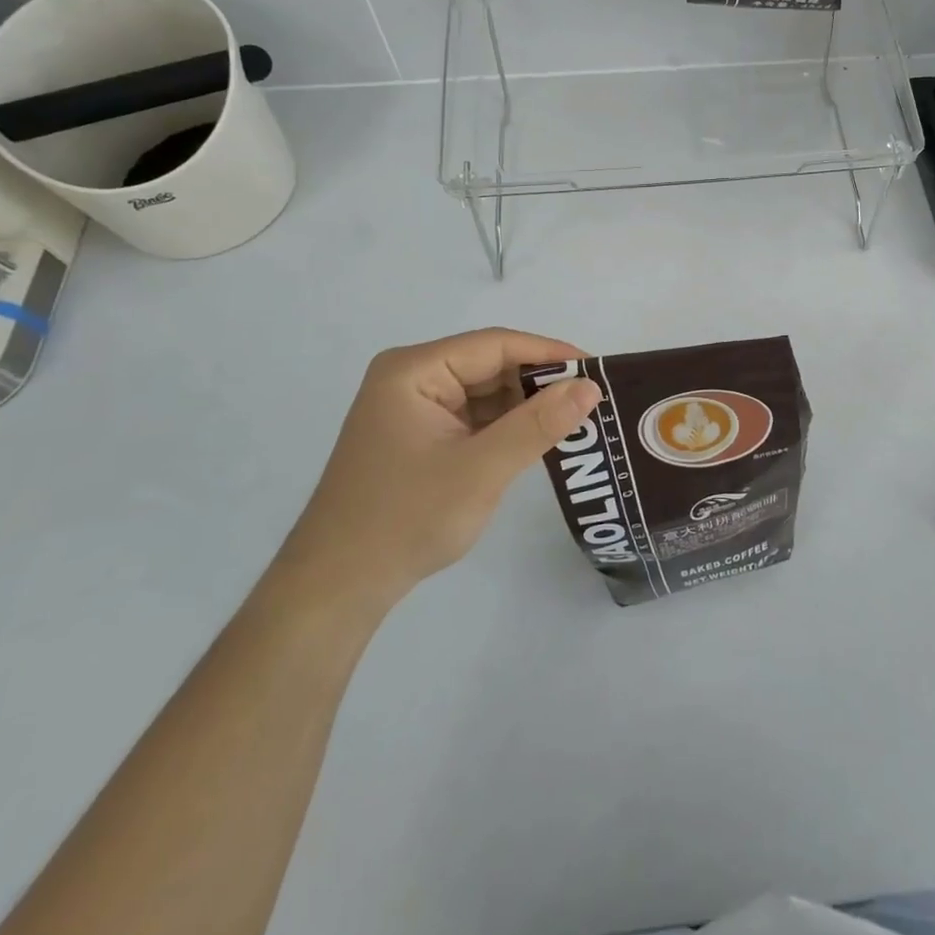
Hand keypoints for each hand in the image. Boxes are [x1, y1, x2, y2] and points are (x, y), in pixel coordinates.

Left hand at [272, 329, 601, 623]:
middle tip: (593, 400)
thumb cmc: (405, 520)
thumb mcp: (481, 470)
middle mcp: (412, 378)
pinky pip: (475, 417)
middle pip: (491, 365)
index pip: (496, 345)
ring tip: (577, 420)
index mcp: (415, 370)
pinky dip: (507, 427)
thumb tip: (591, 387)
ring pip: (486, 392)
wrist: (337, 589)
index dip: (550, 352)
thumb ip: (538, 424)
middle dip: (540, 383)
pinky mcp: (420, 435)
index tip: (598, 370)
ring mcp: (415, 408)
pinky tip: (540, 439)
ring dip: (527, 407)